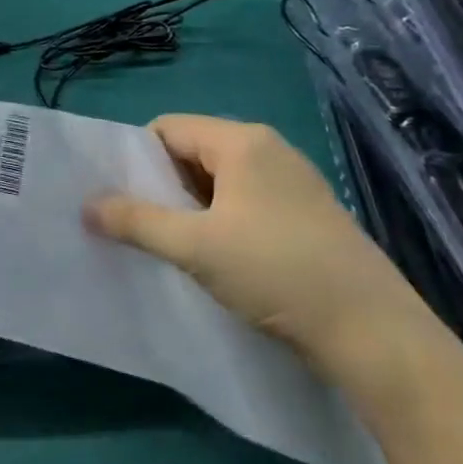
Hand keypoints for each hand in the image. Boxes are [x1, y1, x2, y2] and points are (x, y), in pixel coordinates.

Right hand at [82, 114, 431, 372]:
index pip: (168, 128)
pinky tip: (212, 256)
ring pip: (218, 180)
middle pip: (192, 151)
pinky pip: (244, 202)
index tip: (119, 195)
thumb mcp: (193, 246)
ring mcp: (293, 184)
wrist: (376, 335)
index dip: (137, 157)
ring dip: (187, 206)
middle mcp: (270, 151)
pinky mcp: (307, 216)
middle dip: (160, 184)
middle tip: (136, 222)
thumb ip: (135, 221)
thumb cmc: (276, 272)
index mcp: (243, 142)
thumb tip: (86, 206)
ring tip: (169, 242)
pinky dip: (218, 220)